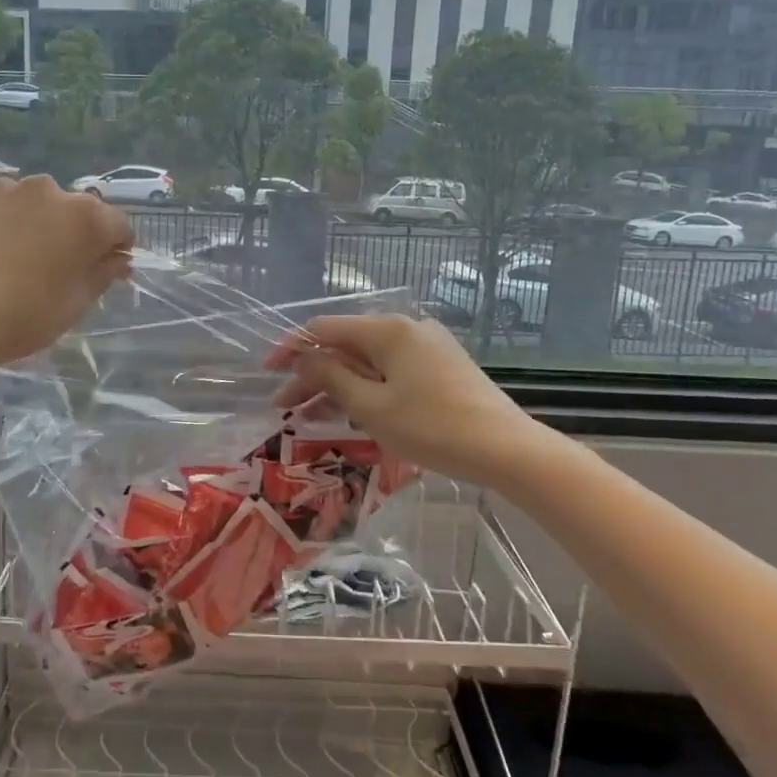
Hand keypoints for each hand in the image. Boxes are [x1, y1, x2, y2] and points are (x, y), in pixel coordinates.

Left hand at [0, 176, 131, 375]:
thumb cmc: (21, 317)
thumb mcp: (74, 305)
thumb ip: (102, 275)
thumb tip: (118, 259)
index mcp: (84, 217)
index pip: (116, 225)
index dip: (114, 248)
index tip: (103, 269)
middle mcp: (46, 189)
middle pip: (68, 210)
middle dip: (65, 233)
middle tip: (47, 268)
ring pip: (24, 204)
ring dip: (24, 224)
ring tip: (2, 260)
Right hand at [266, 314, 539, 488]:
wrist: (507, 449)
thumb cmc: (433, 428)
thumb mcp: (372, 406)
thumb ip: (331, 377)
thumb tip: (304, 357)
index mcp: (387, 330)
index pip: (324, 329)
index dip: (291, 349)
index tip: (269, 374)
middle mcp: (407, 327)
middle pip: (346, 345)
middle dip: (313, 374)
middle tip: (287, 407)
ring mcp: (428, 345)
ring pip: (368, 359)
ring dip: (338, 383)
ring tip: (312, 414)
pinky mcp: (442, 365)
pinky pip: (391, 369)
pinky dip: (367, 386)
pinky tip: (355, 410)